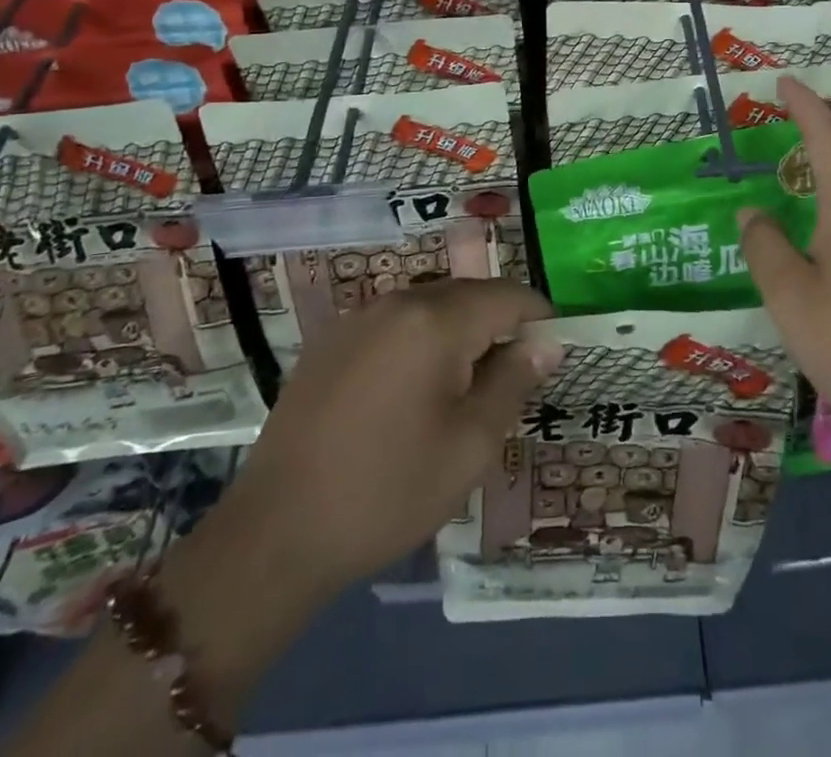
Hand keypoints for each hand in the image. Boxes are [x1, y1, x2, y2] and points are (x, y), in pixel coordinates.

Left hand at [187, 279, 558, 621]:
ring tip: (464, 390)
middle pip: (470, 295)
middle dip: (499, 326)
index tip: (554, 353)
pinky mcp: (332, 341)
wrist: (275, 535)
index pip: (508, 296)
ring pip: (432, 306)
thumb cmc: (388, 492)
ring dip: (460, 334)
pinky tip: (411, 393)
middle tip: (511, 381)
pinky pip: (395, 324)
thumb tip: (547, 342)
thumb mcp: (470, 445)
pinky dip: (420, 342)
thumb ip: (515, 381)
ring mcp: (359, 318)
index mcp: (436, 321)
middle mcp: (397, 302)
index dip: (540, 319)